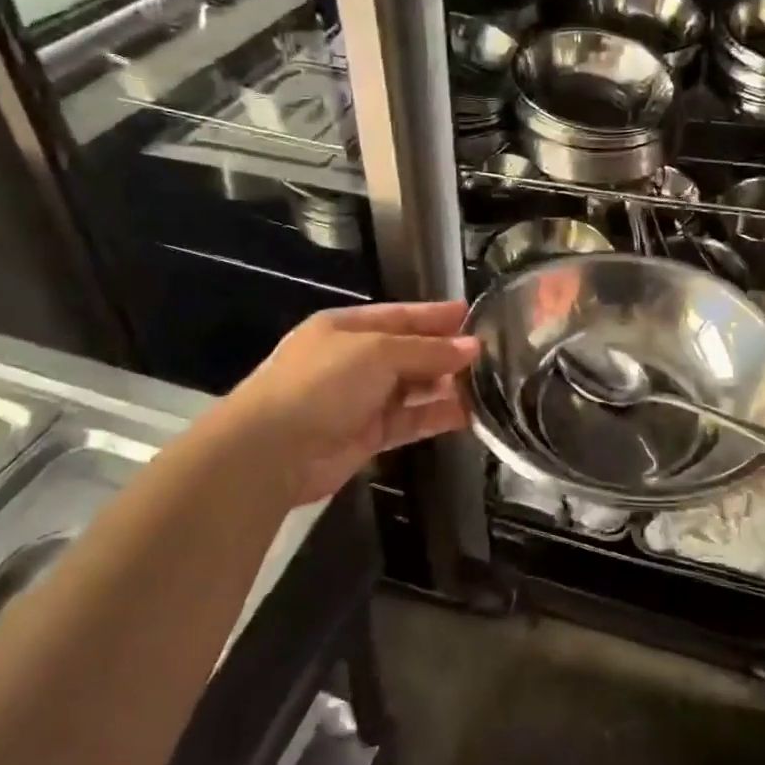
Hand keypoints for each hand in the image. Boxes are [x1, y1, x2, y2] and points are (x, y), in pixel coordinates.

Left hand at [210, 302, 478, 507]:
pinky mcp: (368, 435)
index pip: (400, 315)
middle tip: (491, 354)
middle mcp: (355, 360)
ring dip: (447, 386)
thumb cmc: (322, 384)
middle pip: (410, 351)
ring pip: (413, 388)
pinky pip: (410, 420)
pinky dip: (436, 416)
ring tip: (489, 385)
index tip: (473, 314)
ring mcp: (361, 399)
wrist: (272, 450)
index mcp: (347, 328)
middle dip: (446, 352)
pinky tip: (468, 414)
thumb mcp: (376, 353)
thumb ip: (426, 350)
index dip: (435, 315)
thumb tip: (472, 348)